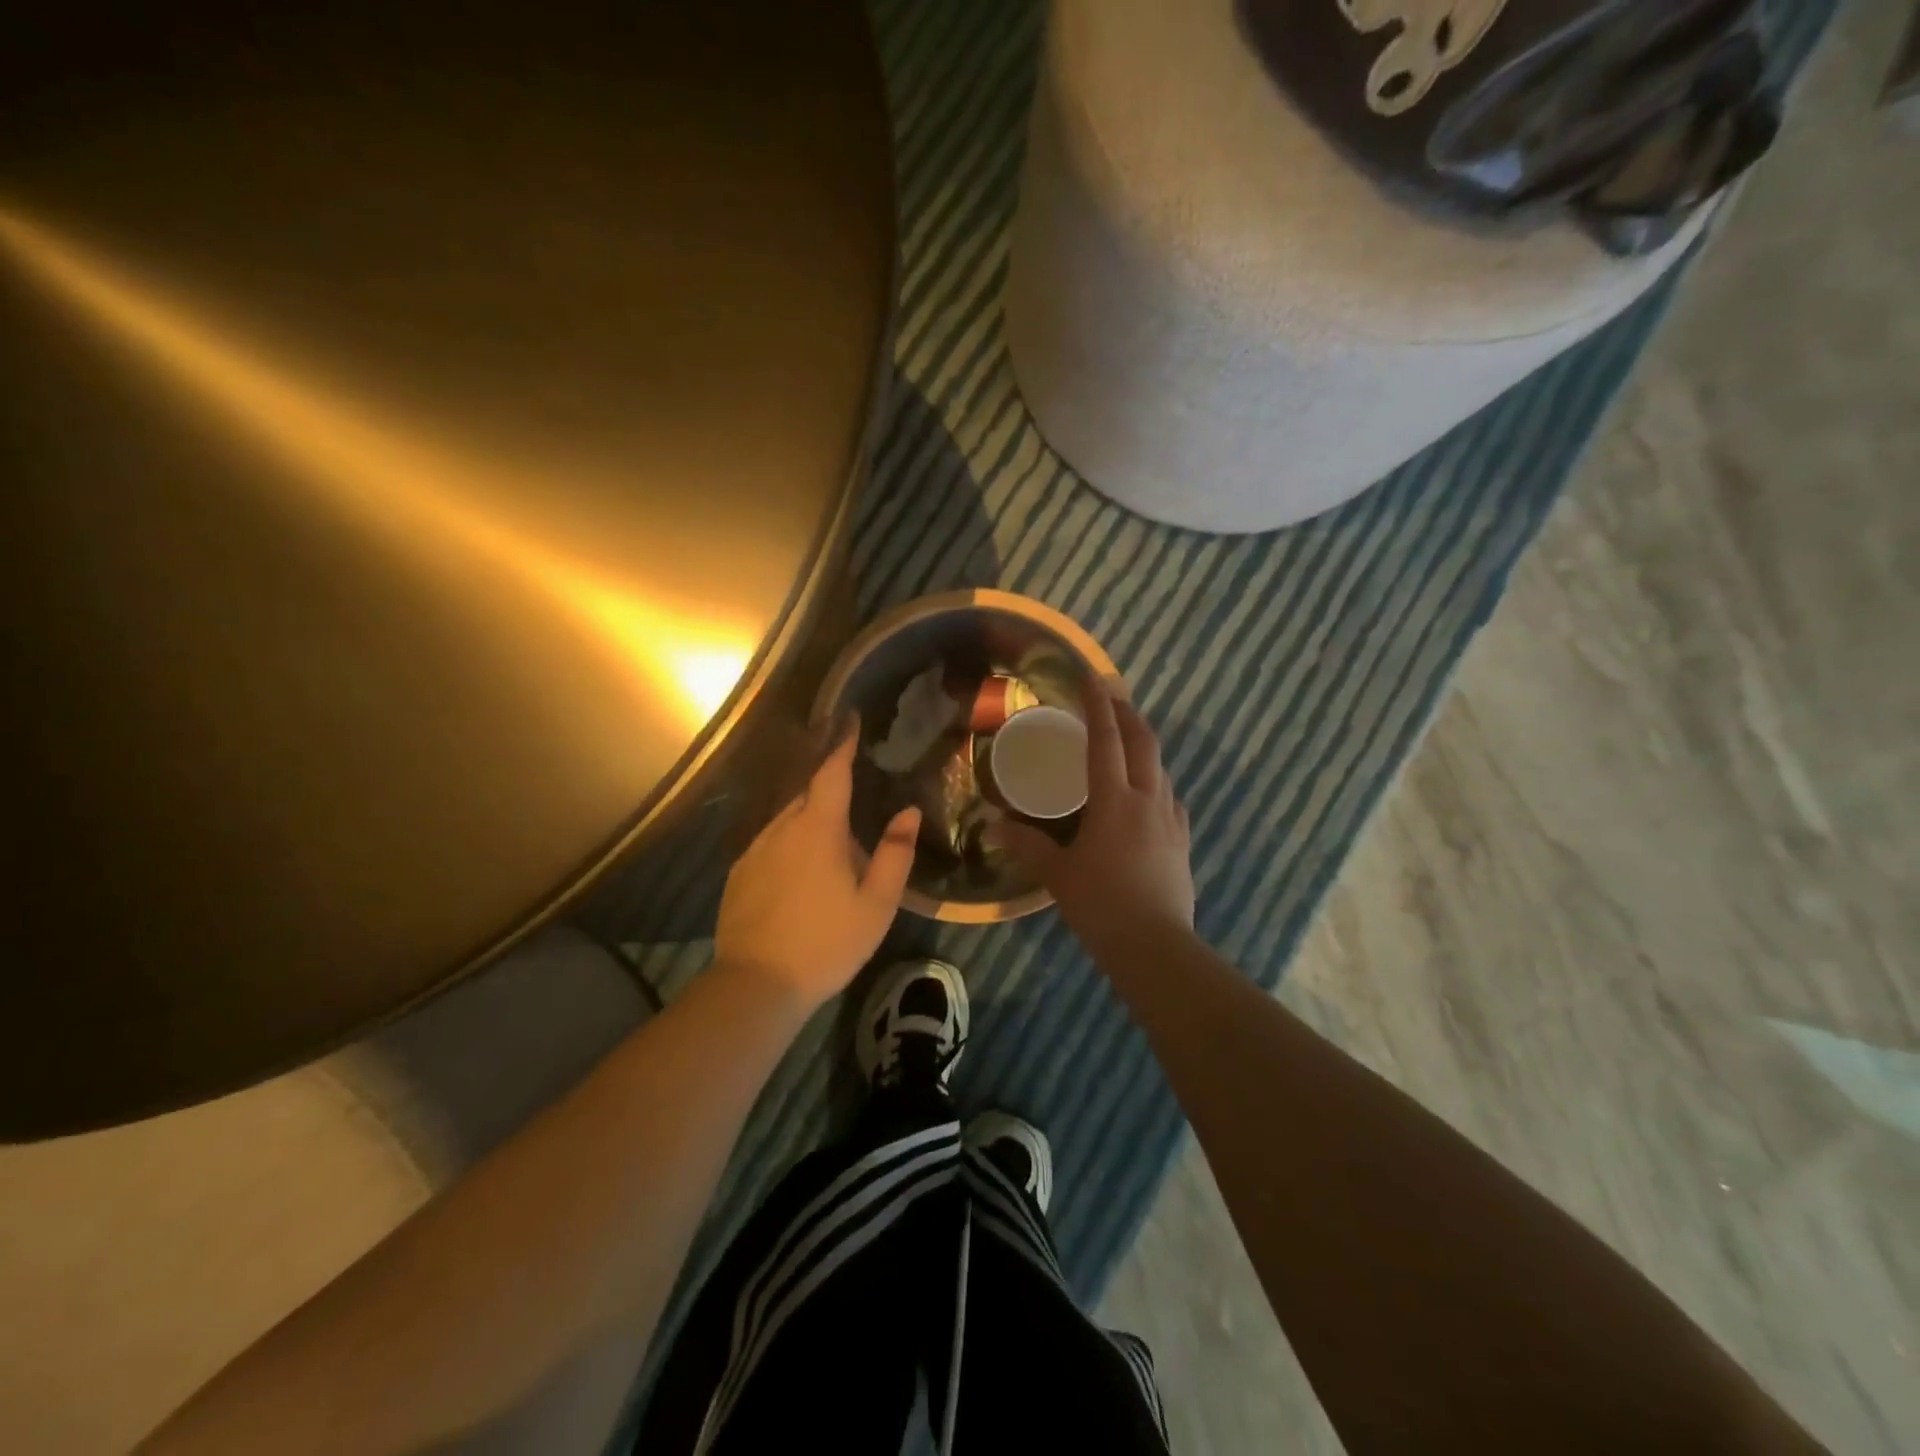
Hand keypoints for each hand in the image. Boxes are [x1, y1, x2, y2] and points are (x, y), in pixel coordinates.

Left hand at [714, 720, 920, 1008]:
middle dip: (827, 778)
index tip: (851, 719)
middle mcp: (781, 828)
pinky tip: (799, 863)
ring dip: (809, 813)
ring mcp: (755, 850)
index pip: (831, 772)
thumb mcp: (876, 904)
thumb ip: (895, 853)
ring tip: (830, 826)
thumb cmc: (826, 942)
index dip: (843, 744)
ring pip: (786, 817)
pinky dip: (789, 838)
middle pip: (807, 791)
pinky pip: (770, 841)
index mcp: (818, 829)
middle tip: (851, 776)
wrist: (756, 984)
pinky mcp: (739, 873)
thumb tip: (908, 812)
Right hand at [997, 679, 1194, 953]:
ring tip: (1126, 740)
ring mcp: (1171, 820)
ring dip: (1144, 745)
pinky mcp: (1182, 841)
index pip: (1106, 741)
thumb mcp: (1058, 875)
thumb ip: (1028, 846)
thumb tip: (995, 827)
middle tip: (1111, 696)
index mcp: (1114, 801)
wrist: (1156, 947)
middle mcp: (1147, 800)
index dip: (1097, 706)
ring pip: (1161, 768)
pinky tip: (1147, 792)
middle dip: (1128, 714)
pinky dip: (1156, 780)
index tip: (1091, 677)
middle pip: (1143, 743)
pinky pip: (1170, 797)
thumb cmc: (1101, 905)